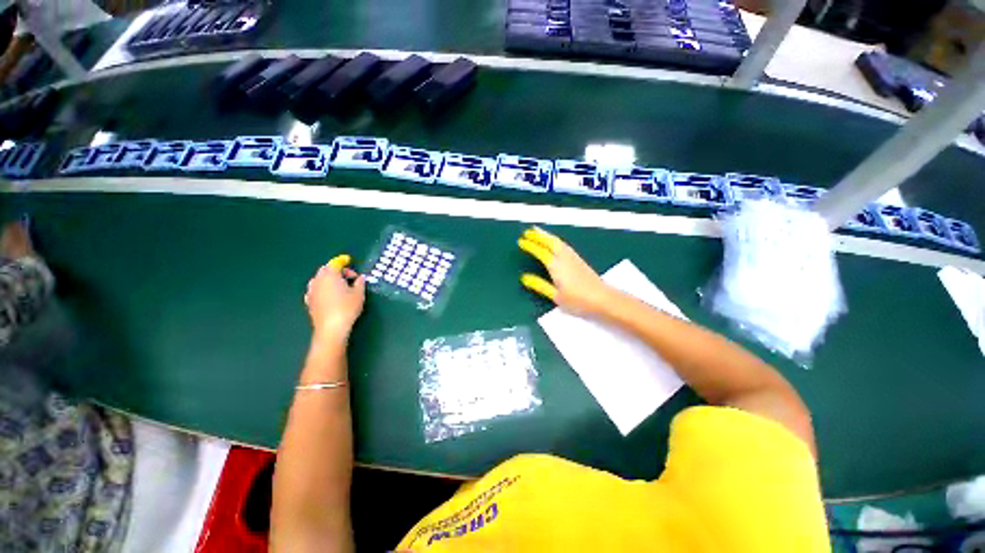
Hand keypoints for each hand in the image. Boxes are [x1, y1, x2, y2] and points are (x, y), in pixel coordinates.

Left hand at [304, 254, 365, 339]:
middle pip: (326, 270)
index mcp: (330, 275)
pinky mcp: (309, 302)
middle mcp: (318, 280)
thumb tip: (360, 278)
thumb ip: (360, 283)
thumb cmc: (347, 308)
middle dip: (337, 270)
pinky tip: (330, 295)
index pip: (336, 263)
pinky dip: (323, 288)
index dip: (343, 261)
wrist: (331, 328)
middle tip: (349, 276)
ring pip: (319, 279)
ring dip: (329, 279)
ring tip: (340, 286)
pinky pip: (316, 289)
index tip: (349, 260)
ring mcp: (311, 291)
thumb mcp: (359, 294)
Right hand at [518, 227, 615, 316]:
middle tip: (528, 231)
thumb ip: (540, 285)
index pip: (540, 252)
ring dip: (547, 236)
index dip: (530, 246)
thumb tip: (525, 278)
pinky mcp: (579, 260)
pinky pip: (564, 245)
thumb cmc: (578, 301)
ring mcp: (573, 258)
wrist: (604, 299)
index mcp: (556, 266)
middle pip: (550, 242)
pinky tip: (556, 242)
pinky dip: (556, 240)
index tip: (521, 241)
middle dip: (538, 235)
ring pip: (558, 242)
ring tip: (539, 231)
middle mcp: (564, 258)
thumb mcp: (555, 296)